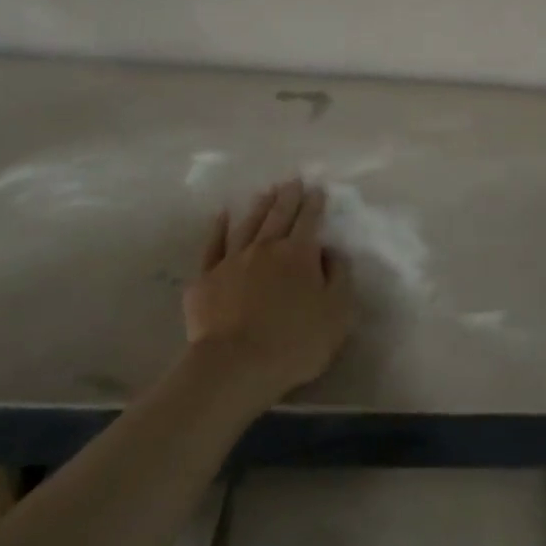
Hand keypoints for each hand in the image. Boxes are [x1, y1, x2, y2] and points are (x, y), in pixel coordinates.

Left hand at [182, 179, 354, 408]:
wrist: (235, 365)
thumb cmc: (294, 343)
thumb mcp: (336, 314)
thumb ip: (339, 278)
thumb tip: (332, 252)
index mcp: (298, 254)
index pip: (309, 221)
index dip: (314, 204)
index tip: (317, 190)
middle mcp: (265, 248)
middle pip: (278, 216)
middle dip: (288, 197)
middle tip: (292, 180)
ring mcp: (232, 260)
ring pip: (247, 224)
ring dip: (258, 207)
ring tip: (265, 192)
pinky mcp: (205, 278)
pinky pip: (213, 245)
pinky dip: (218, 228)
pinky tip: (222, 217)